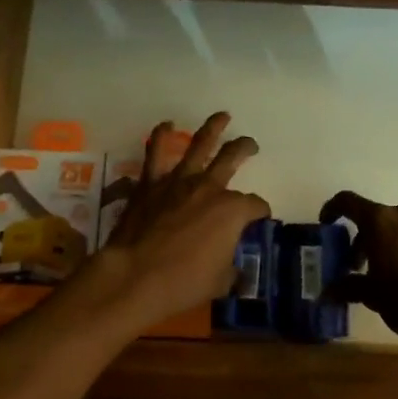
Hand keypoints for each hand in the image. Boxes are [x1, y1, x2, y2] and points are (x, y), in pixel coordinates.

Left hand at [94, 112, 270, 327]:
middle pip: (233, 157)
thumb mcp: (219, 282)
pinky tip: (166, 125)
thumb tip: (234, 271)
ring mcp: (179, 181)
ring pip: (200, 144)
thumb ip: (230, 270)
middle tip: (251, 145)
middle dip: (245, 148)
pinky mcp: (151, 183)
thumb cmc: (183, 282)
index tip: (260, 217)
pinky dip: (160, 136)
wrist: (136, 275)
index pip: (255, 205)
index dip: (260, 210)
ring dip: (213, 127)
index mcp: (233, 210)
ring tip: (222, 116)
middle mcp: (210, 187)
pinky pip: (155, 152)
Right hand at [318, 192, 397, 346]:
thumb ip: (348, 287)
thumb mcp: (372, 296)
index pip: (347, 202)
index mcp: (380, 220)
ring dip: (388, 244)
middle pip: (375, 218)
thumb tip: (328, 292)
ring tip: (387, 274)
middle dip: (363, 240)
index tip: (327, 223)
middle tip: (358, 267)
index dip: (333, 209)